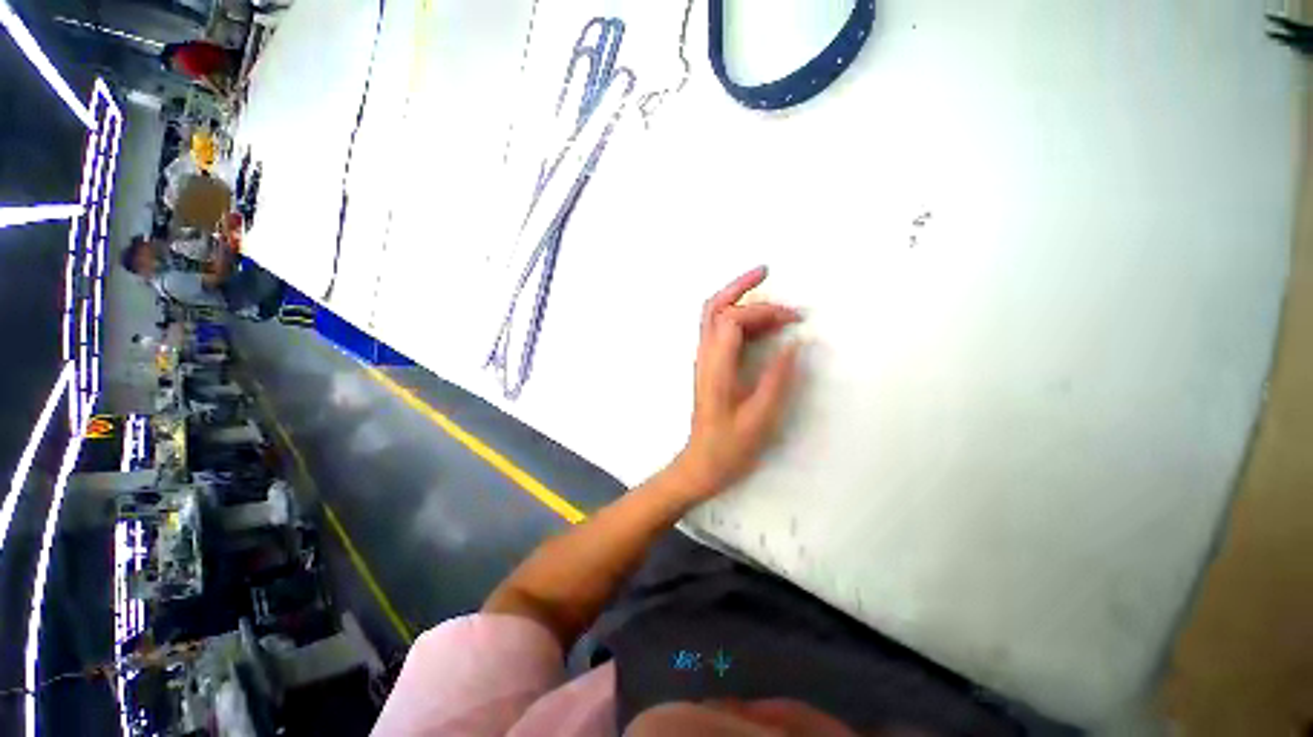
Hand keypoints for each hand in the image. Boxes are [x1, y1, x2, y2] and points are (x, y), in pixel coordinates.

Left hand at [676, 266, 802, 498]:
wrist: (701, 463)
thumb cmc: (730, 446)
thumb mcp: (760, 417)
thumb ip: (777, 378)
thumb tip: (794, 344)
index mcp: (716, 366)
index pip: (733, 319)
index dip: (763, 312)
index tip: (794, 319)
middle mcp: (705, 356)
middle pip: (714, 307)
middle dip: (740, 286)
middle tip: (767, 271)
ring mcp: (705, 360)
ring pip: (714, 316)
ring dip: (740, 300)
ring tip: (773, 299)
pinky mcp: (710, 366)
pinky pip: (721, 331)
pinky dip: (740, 319)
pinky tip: (762, 324)